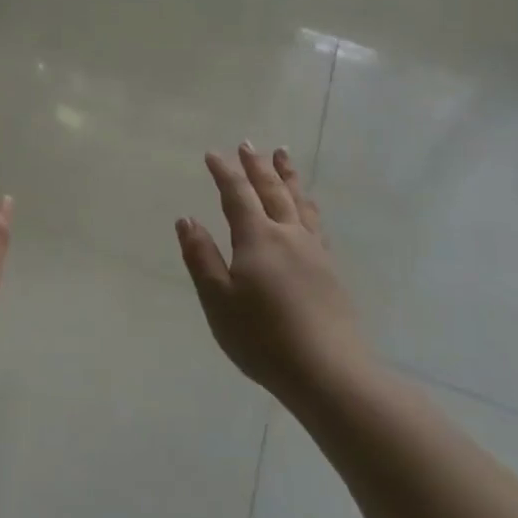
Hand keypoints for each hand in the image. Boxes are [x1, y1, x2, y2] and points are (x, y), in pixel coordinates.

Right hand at [176, 144, 368, 398]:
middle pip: (272, 190)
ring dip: (288, 176)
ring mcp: (314, 252)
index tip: (213, 153)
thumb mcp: (218, 300)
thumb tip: (186, 219)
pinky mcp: (330, 271)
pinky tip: (308, 209)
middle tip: (248, 144)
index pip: (237, 194)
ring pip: (300, 202)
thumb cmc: (263, 338)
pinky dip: (307, 205)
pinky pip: (316, 223)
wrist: (330, 373)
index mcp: (258, 238)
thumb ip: (201, 257)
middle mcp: (288, 235)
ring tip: (283, 156)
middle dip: (257, 166)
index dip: (224, 172)